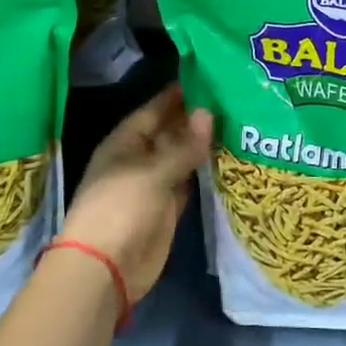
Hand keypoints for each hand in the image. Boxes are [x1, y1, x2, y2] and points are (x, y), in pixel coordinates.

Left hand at [61, 83, 212, 302]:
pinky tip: (229, 156)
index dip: (180, 94)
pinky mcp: (168, 207)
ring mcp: (154, 183)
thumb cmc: (121, 208)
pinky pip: (189, 181)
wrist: (106, 269)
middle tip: (234, 97)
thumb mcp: (153, 172)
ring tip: (239, 121)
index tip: (211, 76)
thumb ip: (184, 145)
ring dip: (204, 144)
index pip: (156, 109)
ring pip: (182, 156)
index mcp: (125, 142)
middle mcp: (139, 158)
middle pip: (171, 131)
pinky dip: (205, 171)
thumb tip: (209, 112)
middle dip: (197, 117)